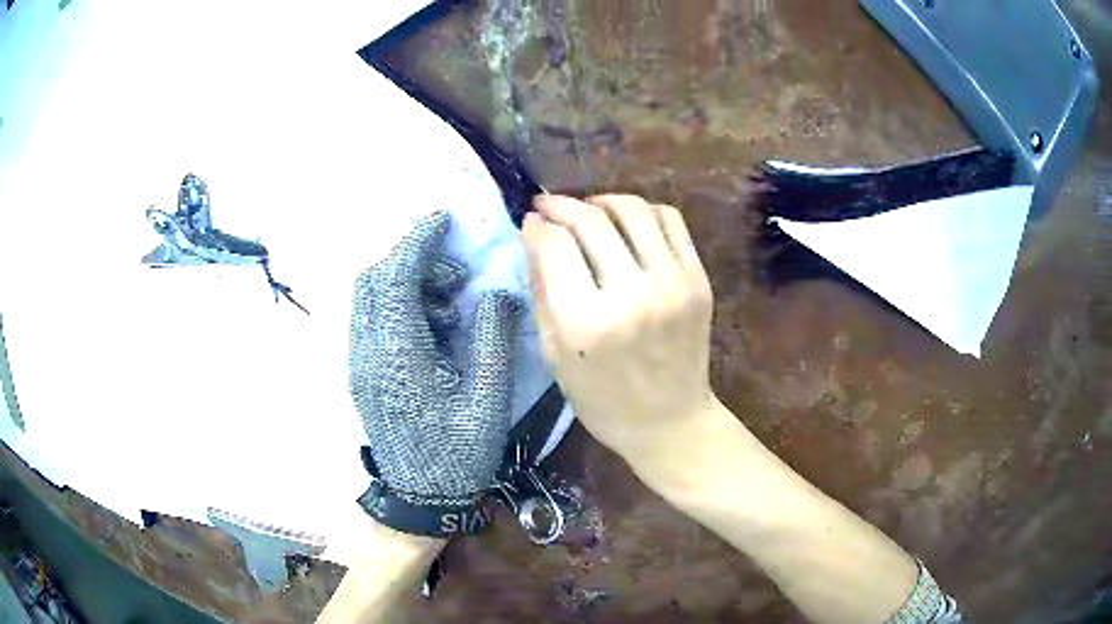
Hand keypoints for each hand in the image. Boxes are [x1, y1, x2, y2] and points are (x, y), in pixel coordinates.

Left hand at [349, 210, 520, 537]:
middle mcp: (369, 352)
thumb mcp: (487, 400)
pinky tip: (433, 326)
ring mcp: (361, 362)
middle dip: (412, 260)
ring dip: (406, 283)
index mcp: (398, 357)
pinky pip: (373, 319)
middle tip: (455, 270)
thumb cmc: (457, 455)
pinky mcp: (363, 371)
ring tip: (450, 301)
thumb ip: (493, 340)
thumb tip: (501, 293)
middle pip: (374, 281)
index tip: (442, 220)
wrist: (419, 498)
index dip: (416, 242)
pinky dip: (399, 305)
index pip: (394, 279)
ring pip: (370, 298)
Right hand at [522, 194, 718, 471]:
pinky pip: (670, 221)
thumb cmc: (602, 400)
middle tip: (549, 206)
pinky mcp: (698, 280)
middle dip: (562, 205)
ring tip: (589, 210)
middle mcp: (631, 294)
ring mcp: (672, 284)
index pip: (555, 245)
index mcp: (586, 322)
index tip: (531, 221)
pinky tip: (628, 225)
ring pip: (633, 209)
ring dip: (602, 200)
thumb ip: (541, 288)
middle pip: (590, 219)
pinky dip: (644, 212)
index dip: (538, 225)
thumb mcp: (553, 354)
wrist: (671, 422)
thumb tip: (534, 231)